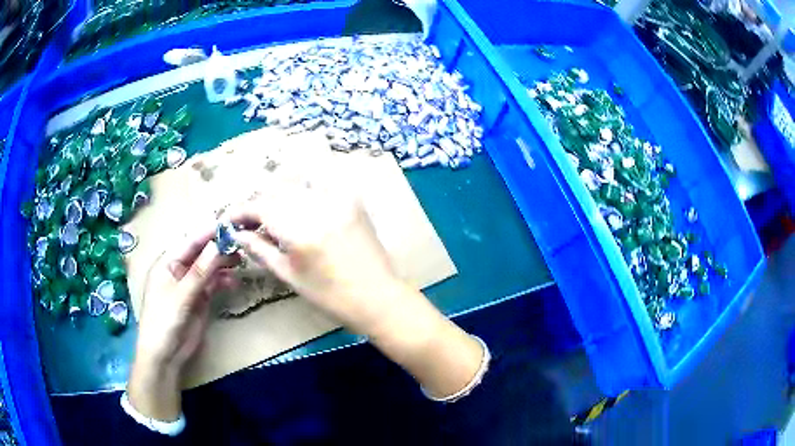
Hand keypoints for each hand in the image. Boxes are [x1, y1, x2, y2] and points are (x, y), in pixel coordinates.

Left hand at [128, 230, 237, 420]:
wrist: (165, 355)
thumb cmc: (164, 320)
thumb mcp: (181, 295)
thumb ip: (200, 271)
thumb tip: (218, 245)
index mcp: (167, 262)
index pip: (190, 242)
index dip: (208, 233)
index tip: (229, 225)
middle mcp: (179, 270)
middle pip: (201, 253)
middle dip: (218, 248)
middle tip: (241, 244)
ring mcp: (190, 285)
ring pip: (209, 268)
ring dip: (223, 264)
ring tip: (241, 261)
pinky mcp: (199, 300)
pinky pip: (212, 285)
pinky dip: (223, 282)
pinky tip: (234, 281)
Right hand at [229, 179, 483, 398]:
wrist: (378, 297)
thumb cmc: (331, 296)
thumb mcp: (289, 276)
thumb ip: (260, 250)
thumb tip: (238, 234)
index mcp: (300, 230)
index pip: (260, 207)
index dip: (241, 211)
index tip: (230, 220)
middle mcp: (318, 206)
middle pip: (276, 193)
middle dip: (259, 207)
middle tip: (251, 224)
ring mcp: (338, 199)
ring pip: (296, 188)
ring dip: (279, 200)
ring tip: (275, 220)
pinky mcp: (352, 199)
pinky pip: (320, 186)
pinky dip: (303, 194)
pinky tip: (300, 211)